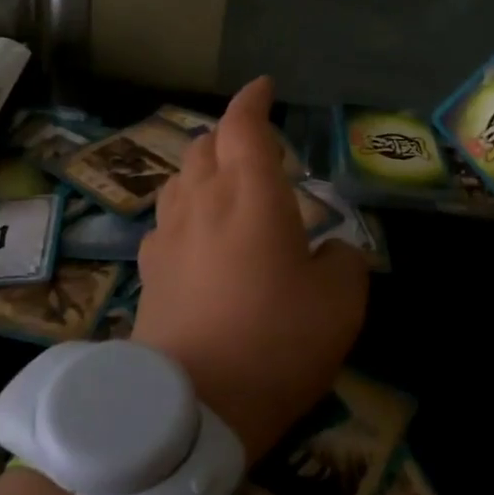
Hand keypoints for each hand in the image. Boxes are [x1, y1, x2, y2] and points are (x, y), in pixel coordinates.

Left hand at [132, 76, 368, 463]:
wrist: (192, 405)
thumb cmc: (276, 342)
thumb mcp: (341, 304)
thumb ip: (344, 262)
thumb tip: (332, 251)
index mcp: (251, 195)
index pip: (244, 126)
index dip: (253, 102)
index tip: (264, 89)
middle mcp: (203, 202)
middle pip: (205, 147)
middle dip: (229, 135)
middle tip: (255, 148)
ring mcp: (168, 236)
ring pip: (180, 180)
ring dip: (203, 170)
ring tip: (225, 185)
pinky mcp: (149, 272)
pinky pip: (166, 222)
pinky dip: (185, 213)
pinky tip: (197, 236)